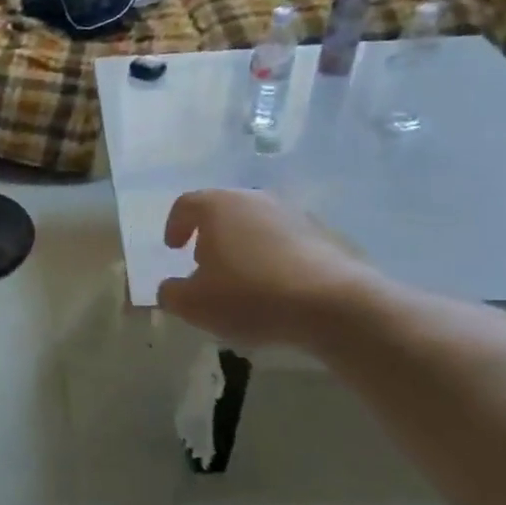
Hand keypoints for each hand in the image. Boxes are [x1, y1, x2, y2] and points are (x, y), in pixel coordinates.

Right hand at [156, 189, 374, 350]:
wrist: (335, 305)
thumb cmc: (250, 295)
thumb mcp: (194, 304)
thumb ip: (171, 293)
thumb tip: (170, 288)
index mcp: (219, 206)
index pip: (187, 204)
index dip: (175, 225)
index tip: (173, 248)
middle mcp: (257, 199)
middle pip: (225, 211)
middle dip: (211, 236)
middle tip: (206, 265)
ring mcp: (296, 214)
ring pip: (258, 225)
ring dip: (245, 247)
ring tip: (243, 281)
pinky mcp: (327, 236)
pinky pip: (288, 243)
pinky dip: (275, 259)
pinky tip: (277, 289)